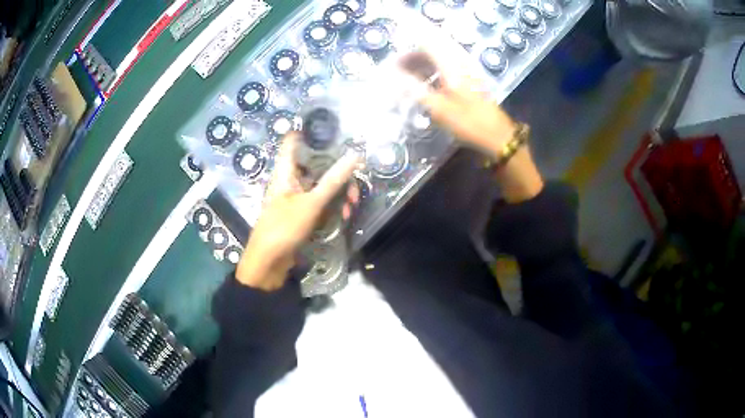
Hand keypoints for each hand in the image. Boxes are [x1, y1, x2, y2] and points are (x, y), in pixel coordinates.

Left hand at [236, 133, 359, 290]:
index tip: (331, 128)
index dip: (308, 131)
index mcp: (286, 171)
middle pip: (316, 165)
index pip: (293, 141)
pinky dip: (333, 206)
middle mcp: (291, 180)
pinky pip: (320, 202)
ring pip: (321, 185)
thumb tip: (355, 155)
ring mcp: (296, 197)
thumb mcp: (311, 203)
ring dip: (339, 193)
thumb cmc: (284, 227)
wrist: (269, 263)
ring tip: (351, 208)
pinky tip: (344, 217)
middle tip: (354, 186)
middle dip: (338, 173)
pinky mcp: (302, 213)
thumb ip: (333, 180)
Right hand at [401, 51, 542, 202]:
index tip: (394, 64)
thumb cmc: (469, 123)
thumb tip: (393, 75)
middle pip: (433, 49)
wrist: (499, 136)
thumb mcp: (439, 109)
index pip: (426, 45)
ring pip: (441, 58)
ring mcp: (468, 70)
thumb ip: (415, 88)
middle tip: (399, 73)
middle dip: (413, 57)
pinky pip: (448, 66)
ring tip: (410, 79)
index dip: (407, 52)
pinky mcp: (471, 79)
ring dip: (423, 64)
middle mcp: (460, 62)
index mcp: (452, 66)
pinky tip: (429, 83)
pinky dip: (434, 71)